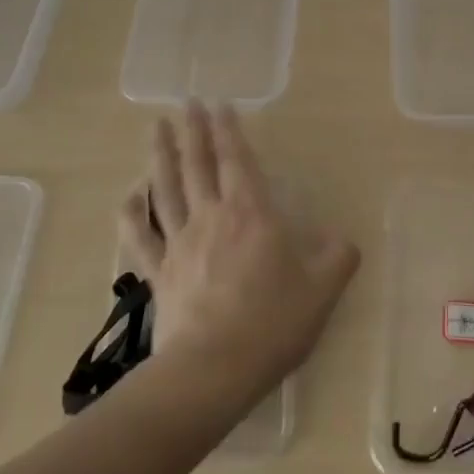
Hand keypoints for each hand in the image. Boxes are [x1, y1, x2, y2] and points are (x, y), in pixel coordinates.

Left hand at [118, 101, 359, 408]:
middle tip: (186, 103)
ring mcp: (179, 243)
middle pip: (197, 164)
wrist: (214, 369)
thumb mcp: (323, 288)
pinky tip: (129, 196)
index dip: (228, 130)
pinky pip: (141, 237)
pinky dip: (133, 213)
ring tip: (155, 129)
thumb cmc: (272, 322)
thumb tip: (344, 241)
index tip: (219, 104)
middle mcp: (211, 217)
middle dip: (193, 131)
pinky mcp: (158, 273)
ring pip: (166, 189)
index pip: (237, 160)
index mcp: (251, 213)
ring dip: (161, 156)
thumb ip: (338, 257)